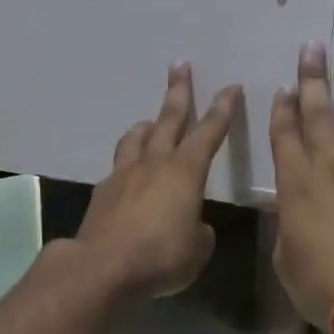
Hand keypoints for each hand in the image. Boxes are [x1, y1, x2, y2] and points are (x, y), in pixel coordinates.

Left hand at [76, 65, 242, 301]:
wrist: (103, 267)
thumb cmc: (160, 257)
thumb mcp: (197, 250)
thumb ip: (200, 232)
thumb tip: (195, 226)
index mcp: (185, 172)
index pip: (209, 133)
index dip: (223, 109)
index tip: (231, 87)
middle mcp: (154, 164)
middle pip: (168, 120)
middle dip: (178, 92)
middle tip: (180, 66)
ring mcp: (124, 175)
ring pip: (136, 138)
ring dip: (146, 126)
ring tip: (150, 122)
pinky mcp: (102, 192)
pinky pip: (118, 167)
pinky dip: (128, 163)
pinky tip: (128, 176)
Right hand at [269, 45, 333, 326]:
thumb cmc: (319, 285)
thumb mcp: (284, 256)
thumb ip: (288, 223)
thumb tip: (294, 209)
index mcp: (297, 184)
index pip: (284, 134)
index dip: (281, 108)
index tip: (283, 85)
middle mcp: (333, 168)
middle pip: (319, 115)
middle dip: (312, 78)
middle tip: (312, 47)